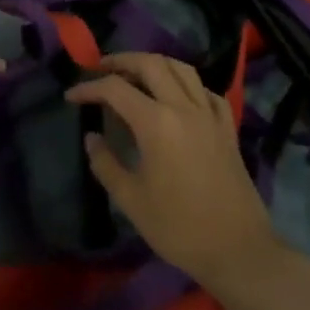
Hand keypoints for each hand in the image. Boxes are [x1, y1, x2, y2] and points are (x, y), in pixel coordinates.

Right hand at [64, 52, 288, 297]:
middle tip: (101, 69)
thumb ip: (106, 164)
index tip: (72, 96)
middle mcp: (183, 107)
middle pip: (151, 63)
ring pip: (182, 68)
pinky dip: (188, 85)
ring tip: (137, 73)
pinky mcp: (227, 127)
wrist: (237, 249)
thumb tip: (92, 138)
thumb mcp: (132, 201)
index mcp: (156, 122)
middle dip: (122, 60)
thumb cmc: (179, 228)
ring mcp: (209, 114)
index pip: (115, 89)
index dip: (90, 88)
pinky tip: (179, 97)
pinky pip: (206, 91)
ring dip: (155, 64)